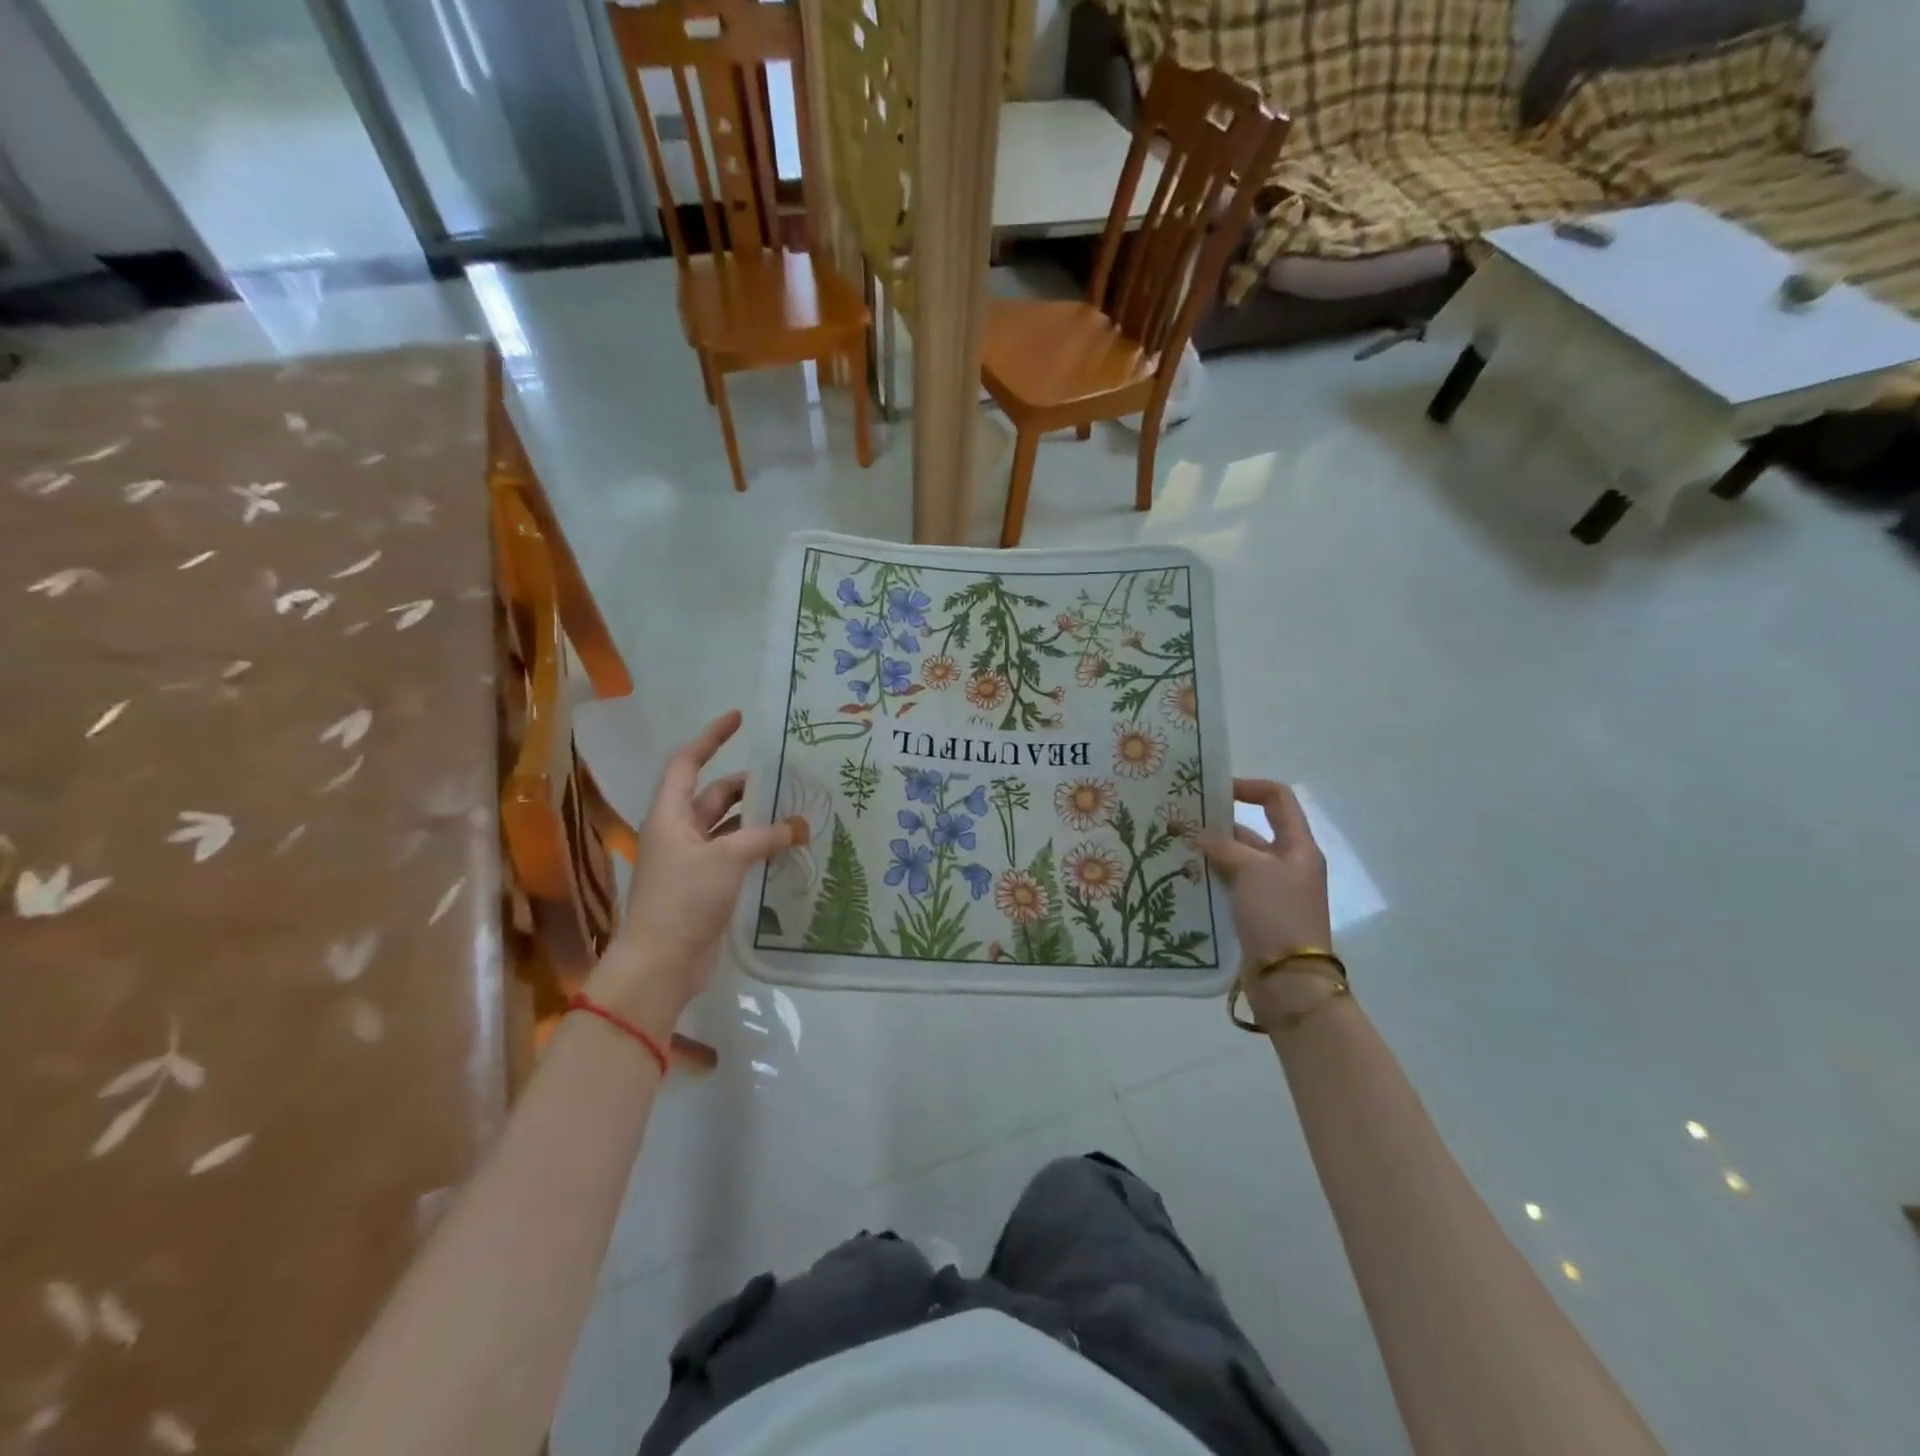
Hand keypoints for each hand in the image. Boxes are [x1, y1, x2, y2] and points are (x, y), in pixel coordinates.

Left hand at [591, 710, 806, 1033]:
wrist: (661, 963)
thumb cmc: (684, 899)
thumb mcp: (727, 859)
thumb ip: (765, 837)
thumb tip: (800, 827)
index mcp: (670, 814)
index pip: (688, 762)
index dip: (711, 737)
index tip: (739, 718)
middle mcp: (678, 831)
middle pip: (713, 795)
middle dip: (747, 785)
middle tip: (786, 778)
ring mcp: (691, 861)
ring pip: (727, 827)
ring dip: (756, 820)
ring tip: (795, 812)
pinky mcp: (704, 886)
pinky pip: (734, 854)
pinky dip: (757, 848)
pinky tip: (785, 849)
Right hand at [1198, 779, 1331, 966]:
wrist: (1288, 978)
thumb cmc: (1277, 913)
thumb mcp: (1251, 870)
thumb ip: (1223, 846)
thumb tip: (1198, 833)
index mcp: (1297, 847)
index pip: (1278, 800)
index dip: (1249, 787)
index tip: (1215, 790)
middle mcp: (1287, 864)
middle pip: (1252, 831)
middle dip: (1218, 825)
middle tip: (1180, 821)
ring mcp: (1271, 891)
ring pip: (1237, 861)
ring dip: (1210, 854)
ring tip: (1174, 848)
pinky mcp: (1255, 913)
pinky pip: (1230, 886)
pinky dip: (1210, 879)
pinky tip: (1183, 877)